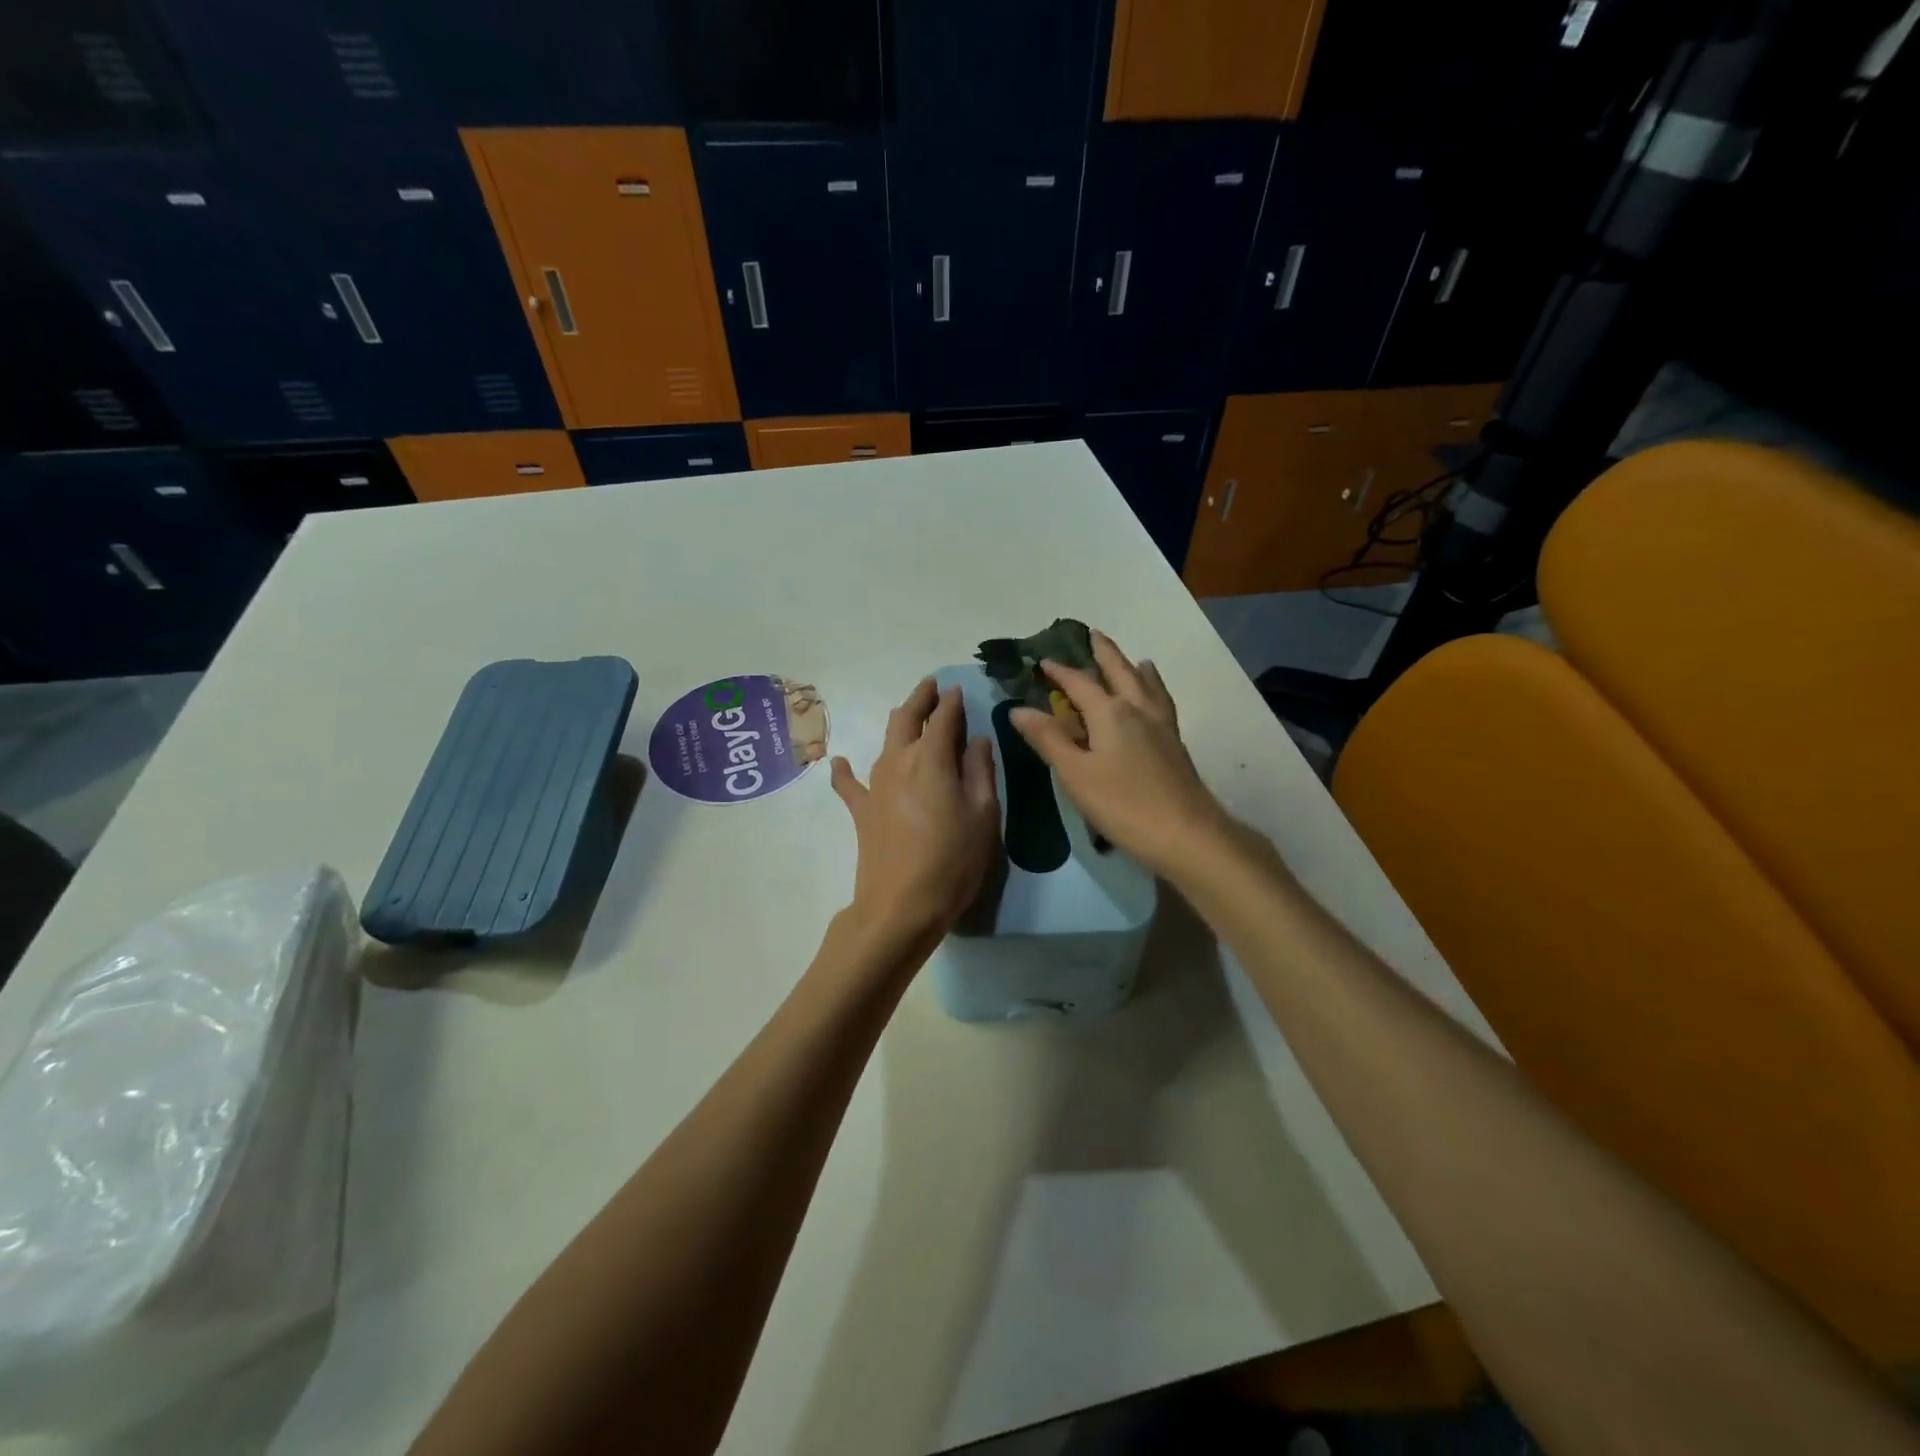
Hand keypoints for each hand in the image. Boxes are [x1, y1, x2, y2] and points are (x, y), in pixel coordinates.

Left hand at [831, 678, 999, 952]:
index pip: (944, 718)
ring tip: (906, 713)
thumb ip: (980, 771)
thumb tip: (977, 740)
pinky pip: (849, 783)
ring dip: (898, 723)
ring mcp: (875, 785)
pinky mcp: (861, 810)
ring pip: (884, 741)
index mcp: (932, 759)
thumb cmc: (952, 860)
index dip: (953, 702)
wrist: (900, 905)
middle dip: (920, 699)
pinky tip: (839, 762)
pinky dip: (845, 770)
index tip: (959, 689)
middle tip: (931, 686)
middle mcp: (899, 761)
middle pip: (906, 719)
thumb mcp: (983, 815)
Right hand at [1010, 631, 1230, 879]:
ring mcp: (1161, 725)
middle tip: (1094, 634)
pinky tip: (1156, 699)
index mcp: (1110, 713)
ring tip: (1134, 659)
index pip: (1079, 683)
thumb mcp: (1075, 773)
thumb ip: (1048, 739)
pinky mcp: (1175, 744)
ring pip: (1147, 685)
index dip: (1059, 671)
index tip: (1042, 660)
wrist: (1186, 834)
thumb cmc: (1123, 805)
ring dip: (1134, 668)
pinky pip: (1162, 702)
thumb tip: (1018, 709)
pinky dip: (1156, 690)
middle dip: (1105, 653)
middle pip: (1120, 672)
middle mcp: (1138, 709)